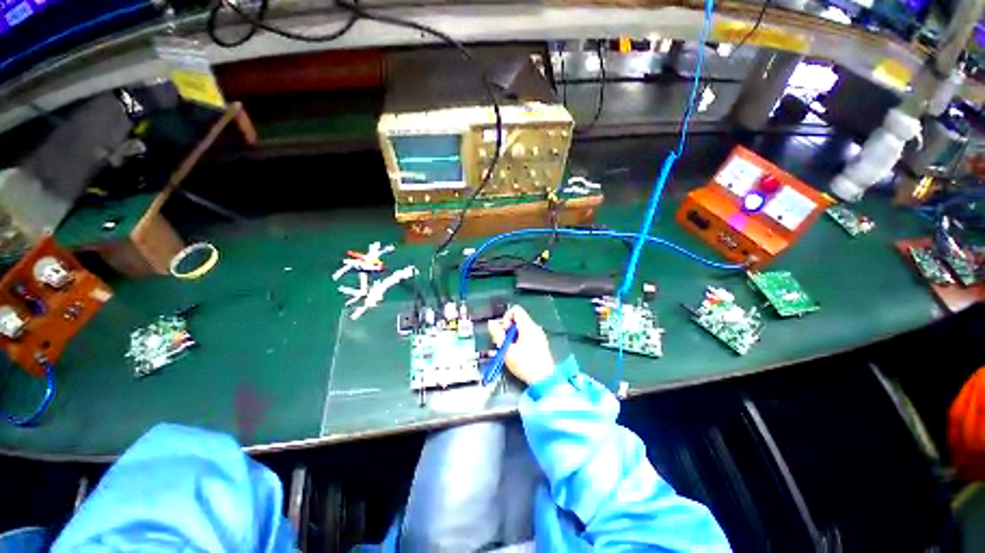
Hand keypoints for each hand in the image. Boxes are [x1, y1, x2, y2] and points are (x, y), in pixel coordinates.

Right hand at [487, 306, 554, 385]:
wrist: (545, 379)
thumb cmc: (525, 364)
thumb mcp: (507, 350)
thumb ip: (498, 335)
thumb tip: (491, 323)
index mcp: (528, 325)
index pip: (515, 310)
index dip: (506, 318)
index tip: (503, 332)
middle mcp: (535, 327)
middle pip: (518, 319)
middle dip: (507, 329)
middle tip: (503, 343)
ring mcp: (539, 335)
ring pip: (522, 328)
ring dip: (512, 336)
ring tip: (509, 350)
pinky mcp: (540, 344)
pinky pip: (527, 335)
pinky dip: (519, 340)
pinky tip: (517, 353)